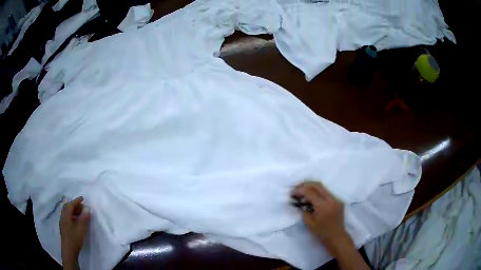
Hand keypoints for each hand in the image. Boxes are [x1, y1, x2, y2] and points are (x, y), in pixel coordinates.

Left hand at [60, 196, 89, 267]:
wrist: (69, 250)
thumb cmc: (75, 238)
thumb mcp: (81, 228)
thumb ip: (84, 218)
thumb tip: (87, 209)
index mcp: (66, 215)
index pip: (70, 205)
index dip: (76, 201)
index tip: (82, 198)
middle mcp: (63, 217)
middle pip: (67, 208)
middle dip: (74, 206)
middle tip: (82, 207)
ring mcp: (63, 223)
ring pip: (67, 213)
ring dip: (73, 211)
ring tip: (81, 214)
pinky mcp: (64, 228)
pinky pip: (67, 218)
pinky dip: (72, 216)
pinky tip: (77, 221)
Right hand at [292, 182, 348, 246]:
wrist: (337, 237)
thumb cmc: (322, 233)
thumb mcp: (309, 223)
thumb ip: (304, 210)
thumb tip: (300, 202)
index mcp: (323, 206)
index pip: (310, 192)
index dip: (299, 190)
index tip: (291, 193)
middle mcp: (331, 199)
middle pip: (317, 185)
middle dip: (305, 184)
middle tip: (296, 188)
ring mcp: (336, 199)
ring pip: (322, 187)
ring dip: (311, 187)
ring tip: (302, 191)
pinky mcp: (338, 200)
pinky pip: (326, 193)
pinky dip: (317, 192)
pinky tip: (311, 196)